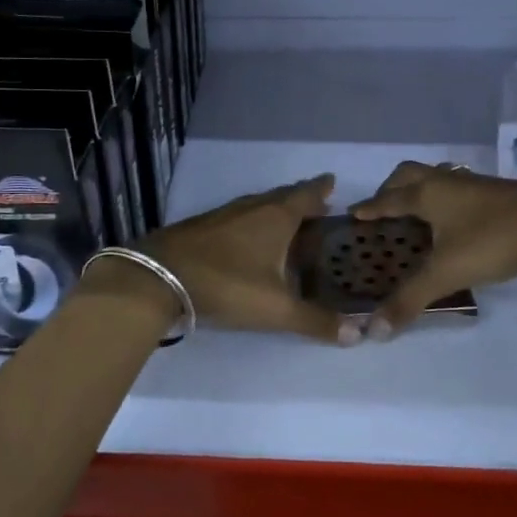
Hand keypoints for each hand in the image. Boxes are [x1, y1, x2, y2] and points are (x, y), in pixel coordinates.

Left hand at [128, 174, 356, 344]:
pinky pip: (238, 216)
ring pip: (258, 205)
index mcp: (276, 217)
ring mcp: (223, 214)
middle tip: (319, 205)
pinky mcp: (202, 226)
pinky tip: (249, 238)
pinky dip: (253, 221)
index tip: (333, 181)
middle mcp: (252, 207)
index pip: (307, 194)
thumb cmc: (226, 285)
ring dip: (276, 209)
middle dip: (302, 199)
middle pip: (283, 196)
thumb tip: (359, 335)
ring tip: (288, 221)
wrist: (157, 277)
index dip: (322, 189)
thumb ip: (315, 321)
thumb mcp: (276, 309)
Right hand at [349, 162, 516, 336]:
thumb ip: (410, 300)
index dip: (370, 208)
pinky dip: (447, 199)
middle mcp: (447, 182)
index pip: (388, 198)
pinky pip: (460, 188)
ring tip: (417, 213)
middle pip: (410, 174)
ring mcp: (475, 184)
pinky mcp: (499, 192)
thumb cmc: (492, 240)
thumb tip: (374, 330)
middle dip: (392, 189)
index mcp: (427, 194)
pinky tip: (457, 220)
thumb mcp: (446, 274)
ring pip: (438, 177)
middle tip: (384, 209)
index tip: (353, 214)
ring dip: (422, 190)